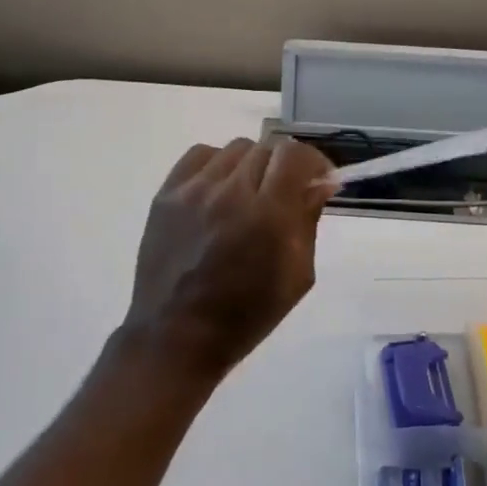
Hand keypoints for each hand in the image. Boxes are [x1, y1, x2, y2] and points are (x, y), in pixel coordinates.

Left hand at [125, 136, 335, 379]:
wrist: (176, 336)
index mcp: (268, 215)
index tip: (317, 179)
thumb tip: (320, 183)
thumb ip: (308, 221)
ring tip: (249, 193)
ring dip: (251, 166)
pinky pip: (200, 155)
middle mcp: (231, 192)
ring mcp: (194, 189)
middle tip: (284, 193)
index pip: (294, 155)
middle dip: (284, 167)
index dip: (313, 162)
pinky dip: (217, 165)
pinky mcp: (166, 193)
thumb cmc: (246, 315)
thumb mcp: (297, 276)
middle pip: (267, 148)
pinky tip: (219, 191)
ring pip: (235, 148)